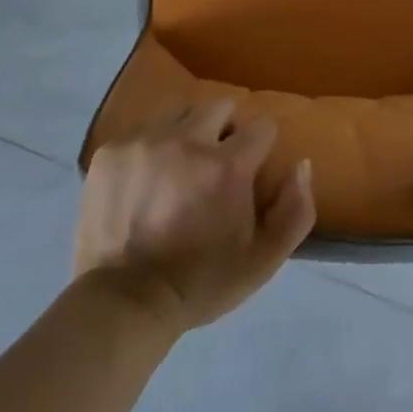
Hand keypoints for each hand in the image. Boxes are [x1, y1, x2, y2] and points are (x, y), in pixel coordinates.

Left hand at [75, 101, 314, 334]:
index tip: (250, 169)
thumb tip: (301, 164)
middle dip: (225, 129)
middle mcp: (187, 141)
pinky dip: (151, 149)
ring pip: (180, 113)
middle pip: (220, 106)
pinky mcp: (111, 151)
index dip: (261, 146)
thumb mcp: (263, 261)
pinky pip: (142, 131)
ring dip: (187, 134)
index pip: (262, 125)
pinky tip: (145, 182)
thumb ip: (296, 210)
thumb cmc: (200, 284)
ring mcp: (145, 142)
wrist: (123, 305)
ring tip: (178, 169)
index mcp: (226, 166)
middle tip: (215, 164)